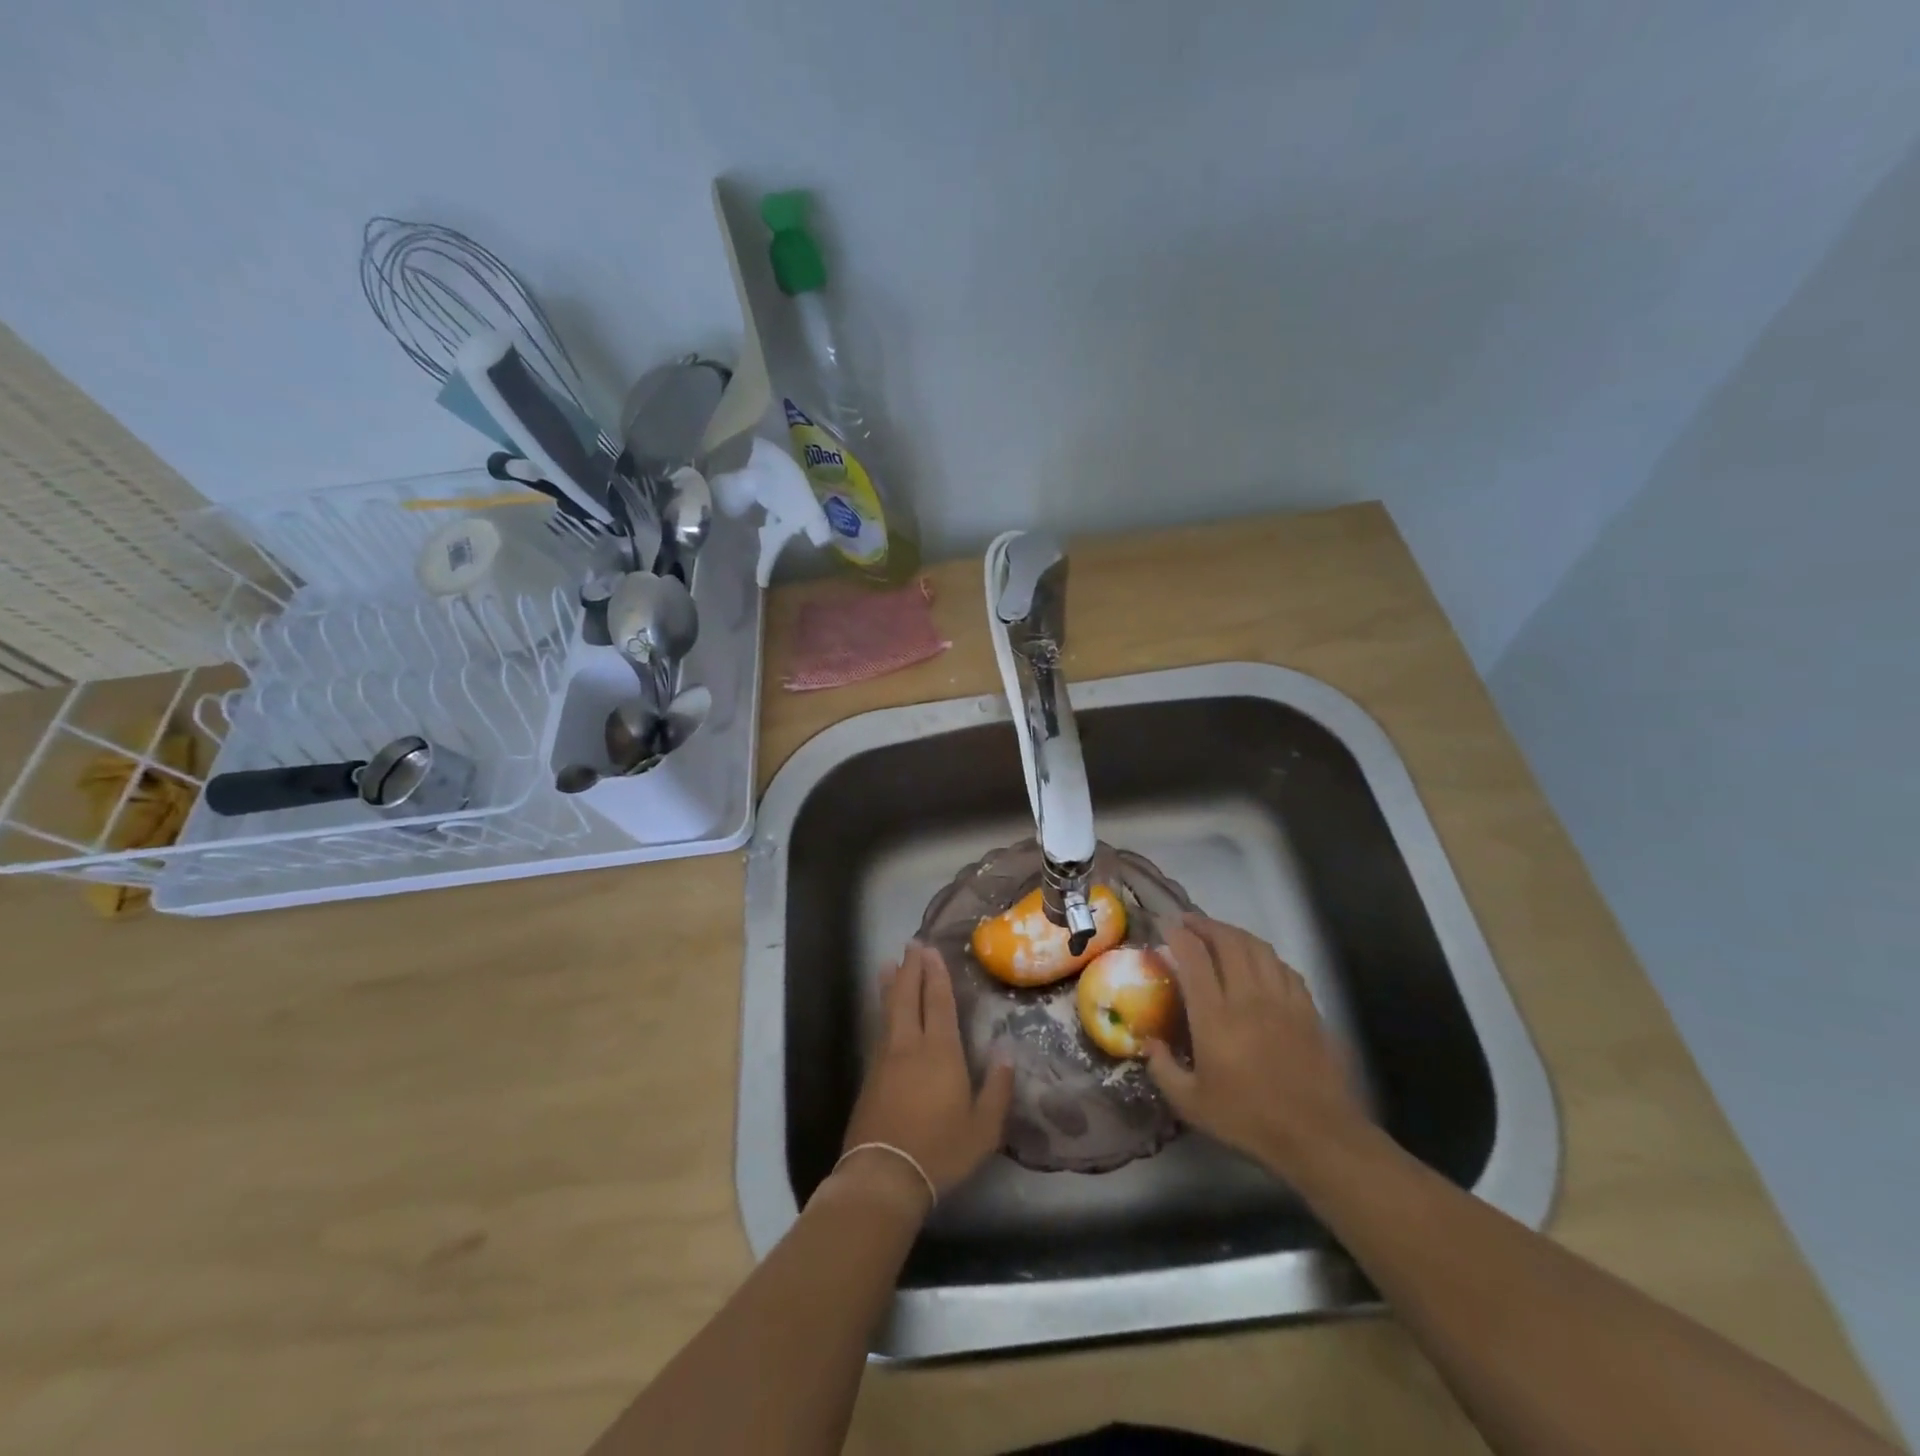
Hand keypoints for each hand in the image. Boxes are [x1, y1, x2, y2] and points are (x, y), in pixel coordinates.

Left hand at [837, 942, 1013, 1210]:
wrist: (883, 1176)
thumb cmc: (940, 1150)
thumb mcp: (983, 1128)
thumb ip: (997, 1089)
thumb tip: (1008, 1052)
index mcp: (940, 1052)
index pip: (938, 1002)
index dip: (935, 974)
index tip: (931, 949)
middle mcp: (909, 1045)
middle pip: (908, 996)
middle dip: (911, 968)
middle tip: (912, 944)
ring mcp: (885, 1058)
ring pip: (888, 1010)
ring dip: (892, 984)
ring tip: (890, 964)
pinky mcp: (870, 1075)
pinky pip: (879, 1029)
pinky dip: (883, 1010)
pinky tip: (885, 1011)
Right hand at [1145, 914, 1371, 1180]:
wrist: (1316, 1135)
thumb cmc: (1248, 1119)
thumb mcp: (1190, 1104)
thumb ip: (1162, 1069)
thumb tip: (1148, 1042)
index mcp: (1215, 1017)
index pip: (1194, 959)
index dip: (1178, 935)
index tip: (1165, 925)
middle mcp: (1248, 998)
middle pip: (1228, 942)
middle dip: (1205, 925)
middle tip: (1189, 922)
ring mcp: (1281, 1000)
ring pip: (1258, 948)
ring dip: (1235, 933)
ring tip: (1220, 934)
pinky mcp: (1306, 1009)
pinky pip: (1284, 967)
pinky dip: (1266, 955)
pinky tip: (1259, 961)